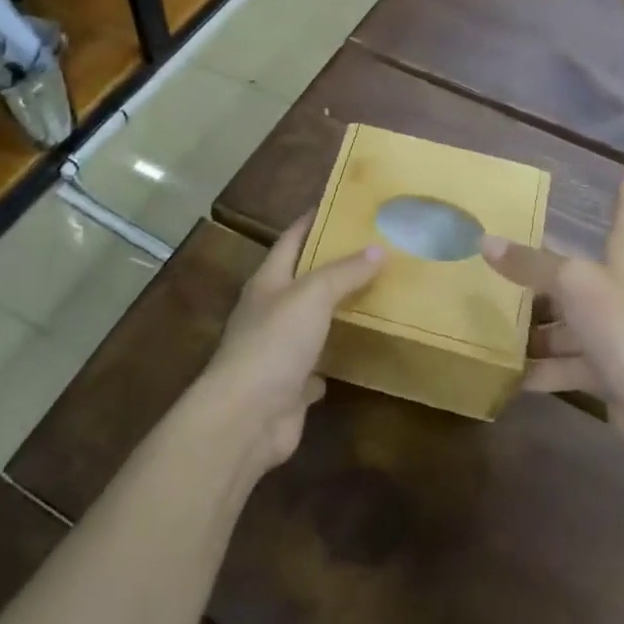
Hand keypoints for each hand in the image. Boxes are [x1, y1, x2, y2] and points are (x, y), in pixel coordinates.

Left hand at [200, 216, 382, 469]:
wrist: (245, 418)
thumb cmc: (274, 343)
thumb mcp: (312, 295)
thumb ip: (344, 272)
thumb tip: (378, 249)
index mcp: (268, 281)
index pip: (291, 239)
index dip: (313, 220)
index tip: (341, 205)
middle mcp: (269, 312)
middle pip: (303, 280)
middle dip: (333, 266)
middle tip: (373, 250)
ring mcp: (277, 351)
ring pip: (311, 323)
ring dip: (335, 312)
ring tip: (374, 294)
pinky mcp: (289, 387)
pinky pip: (316, 366)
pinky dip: (334, 358)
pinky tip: (358, 351)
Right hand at [482, 175, 623, 440]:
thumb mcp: (573, 284)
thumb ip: (530, 265)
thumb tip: (486, 241)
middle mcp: (621, 292)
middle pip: (578, 276)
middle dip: (543, 276)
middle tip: (502, 265)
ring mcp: (615, 334)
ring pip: (567, 324)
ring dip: (536, 330)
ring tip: (492, 327)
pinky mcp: (607, 372)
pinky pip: (567, 364)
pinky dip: (541, 369)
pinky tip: (509, 374)